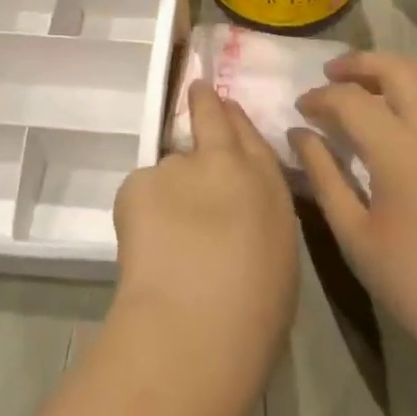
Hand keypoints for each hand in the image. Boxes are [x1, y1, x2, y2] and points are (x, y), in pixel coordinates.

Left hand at [113, 82, 298, 386]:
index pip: (251, 136)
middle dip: (204, 103)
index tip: (225, 107)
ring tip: (166, 236)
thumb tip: (238, 211)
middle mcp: (225, 162)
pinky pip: (141, 192)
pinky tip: (146, 247)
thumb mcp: (277, 256)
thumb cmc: (254, 313)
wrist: (196, 325)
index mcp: (267, 185)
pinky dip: (142, 212)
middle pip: (212, 118)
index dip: (235, 119)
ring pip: (170, 169)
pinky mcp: (139, 181)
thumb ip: (257, 217)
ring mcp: (178, 166)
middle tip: (196, 90)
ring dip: (169, 189)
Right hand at [292, 52, 416, 371]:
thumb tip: (300, 134)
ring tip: (376, 82)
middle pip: (396, 68)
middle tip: (332, 75)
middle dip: (358, 64)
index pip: (349, 99)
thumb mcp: (354, 234)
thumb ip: (324, 175)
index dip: (319, 98)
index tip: (301, 109)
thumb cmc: (415, 283)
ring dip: (400, 68)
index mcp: (399, 149)